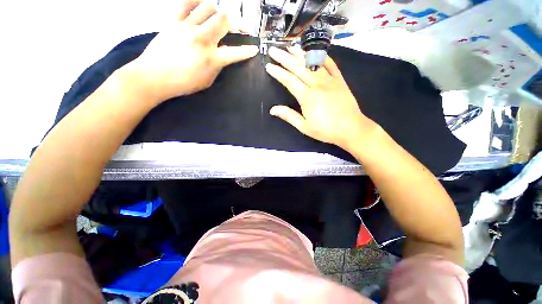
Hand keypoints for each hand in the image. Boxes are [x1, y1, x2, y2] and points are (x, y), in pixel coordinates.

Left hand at [123, 0, 258, 102]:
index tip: (253, 49)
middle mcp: (202, 39)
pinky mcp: (173, 21)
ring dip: (218, 10)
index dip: (247, 51)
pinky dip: (196, 1)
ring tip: (219, 17)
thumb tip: (222, 55)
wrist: (154, 77)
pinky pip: (186, 3)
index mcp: (212, 59)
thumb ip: (217, 66)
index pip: (235, 53)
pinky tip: (201, 5)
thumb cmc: (183, 83)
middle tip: (238, 27)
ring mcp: (187, 27)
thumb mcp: (207, 80)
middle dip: (236, 21)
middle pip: (224, 19)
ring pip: (208, 7)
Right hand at [266, 46, 377, 149]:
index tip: (269, 65)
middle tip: (274, 50)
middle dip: (285, 58)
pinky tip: (315, 52)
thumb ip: (289, 116)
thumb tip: (272, 109)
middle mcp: (317, 84)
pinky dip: (322, 57)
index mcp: (307, 97)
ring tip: (290, 46)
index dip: (278, 72)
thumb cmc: (326, 130)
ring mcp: (330, 80)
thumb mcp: (304, 127)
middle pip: (298, 68)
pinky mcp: (339, 80)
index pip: (289, 80)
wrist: (351, 129)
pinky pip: (331, 65)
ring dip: (300, 54)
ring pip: (313, 64)